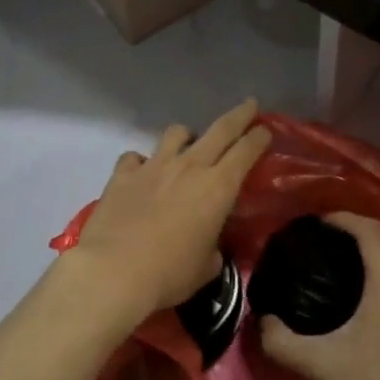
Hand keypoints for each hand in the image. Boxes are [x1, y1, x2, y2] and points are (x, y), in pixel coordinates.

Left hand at [64, 99, 272, 325]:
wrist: (114, 271)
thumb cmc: (170, 274)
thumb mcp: (206, 267)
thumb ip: (212, 247)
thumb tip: (208, 243)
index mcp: (218, 188)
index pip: (246, 151)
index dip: (258, 137)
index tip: (265, 129)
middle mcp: (188, 167)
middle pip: (219, 130)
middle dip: (238, 115)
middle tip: (248, 105)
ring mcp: (153, 166)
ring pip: (176, 133)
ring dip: (187, 136)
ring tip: (187, 146)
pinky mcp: (122, 174)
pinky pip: (135, 156)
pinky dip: (141, 162)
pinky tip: (141, 173)